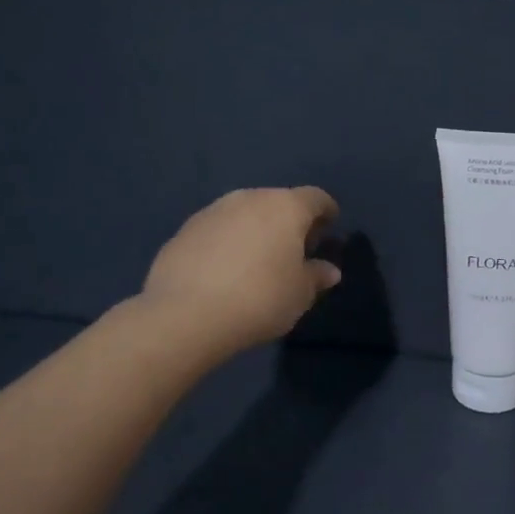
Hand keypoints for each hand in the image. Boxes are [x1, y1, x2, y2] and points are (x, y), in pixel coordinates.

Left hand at [139, 187, 341, 362]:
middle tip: (295, 248)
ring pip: (245, 213)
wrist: (185, 315)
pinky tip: (226, 270)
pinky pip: (218, 230)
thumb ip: (316, 276)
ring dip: (256, 230)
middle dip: (289, 221)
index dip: (326, 211)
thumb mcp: (300, 295)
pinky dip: (228, 242)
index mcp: (285, 207)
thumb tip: (328, 270)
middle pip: (278, 202)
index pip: (315, 198)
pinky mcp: (184, 230)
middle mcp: (250, 198)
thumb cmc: (259, 299)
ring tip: (259, 260)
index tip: (330, 227)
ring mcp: (213, 211)